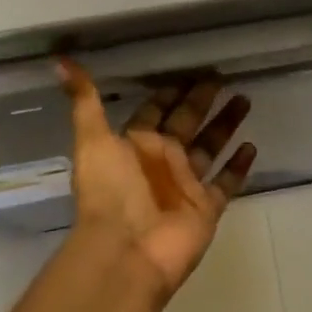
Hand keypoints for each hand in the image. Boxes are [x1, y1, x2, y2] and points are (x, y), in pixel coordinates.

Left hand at [58, 62, 256, 301]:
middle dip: (202, 100)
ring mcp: (186, 185)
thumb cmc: (109, 192)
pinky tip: (252, 146)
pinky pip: (227, 183)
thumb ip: (84, 99)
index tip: (189, 70)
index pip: (156, 110)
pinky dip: (239, 167)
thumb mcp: (92, 139)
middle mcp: (162, 160)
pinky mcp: (206, 208)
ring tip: (245, 99)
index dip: (169, 92)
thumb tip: (59, 60)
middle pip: (187, 123)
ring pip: (210, 147)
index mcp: (136, 144)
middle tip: (222, 76)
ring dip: (225, 125)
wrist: (126, 251)